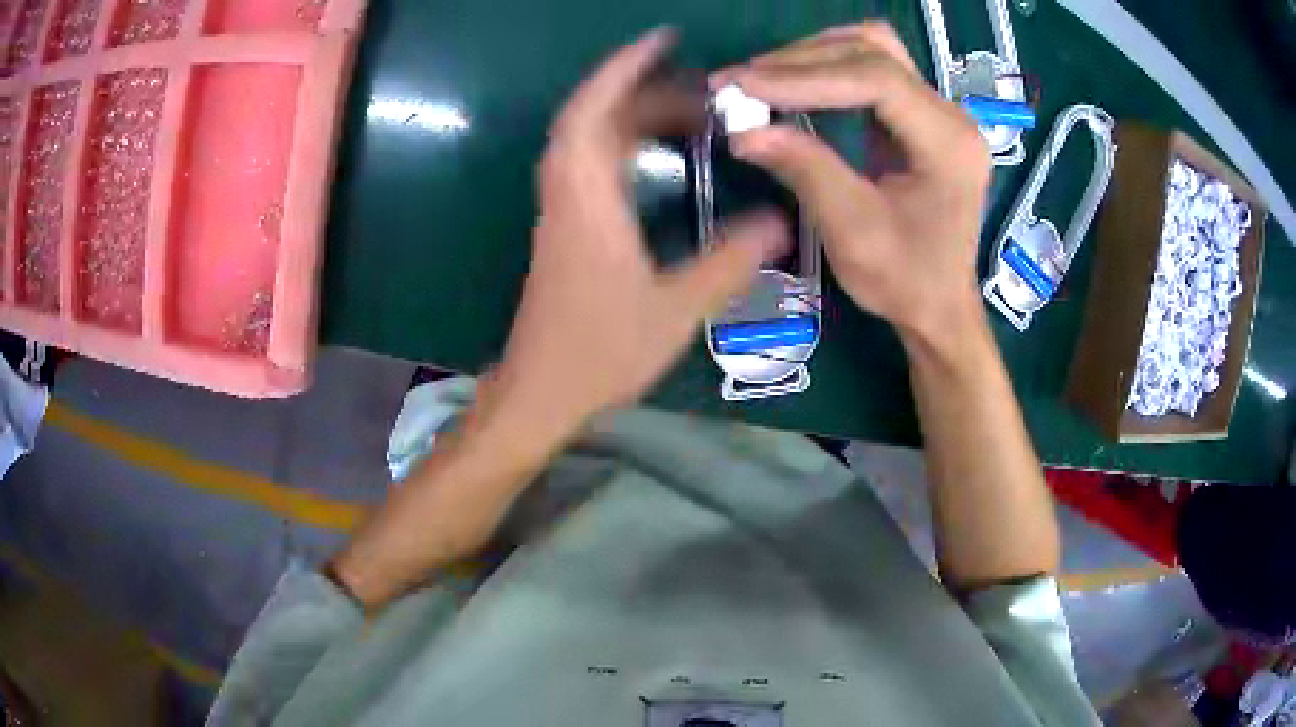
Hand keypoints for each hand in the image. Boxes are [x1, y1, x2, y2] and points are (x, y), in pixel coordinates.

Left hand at [494, 29, 790, 433]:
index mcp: (587, 202)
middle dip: (644, 91)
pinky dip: (623, 145)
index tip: (661, 39)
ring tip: (691, 116)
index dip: (622, 69)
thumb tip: (779, 223)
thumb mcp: (675, 310)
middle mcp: (567, 194)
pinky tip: (659, 156)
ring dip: (634, 117)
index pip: (594, 113)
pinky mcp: (564, 227)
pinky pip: (591, 164)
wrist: (541, 390)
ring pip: (590, 141)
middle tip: (701, 91)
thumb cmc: (600, 353)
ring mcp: (561, 210)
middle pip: (594, 118)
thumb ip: (728, 263)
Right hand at [711, 22, 990, 342]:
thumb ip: (804, 170)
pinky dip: (829, 69)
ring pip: (874, 51)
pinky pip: (874, 71)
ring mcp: (938, 112)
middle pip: (874, 52)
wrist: (940, 307)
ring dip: (815, 56)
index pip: (877, 79)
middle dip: (803, 60)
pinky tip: (795, 85)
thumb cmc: (905, 280)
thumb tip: (741, 129)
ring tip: (764, 78)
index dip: (805, 75)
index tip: (743, 85)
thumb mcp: (852, 231)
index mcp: (948, 143)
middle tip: (742, 82)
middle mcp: (950, 115)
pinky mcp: (921, 118)